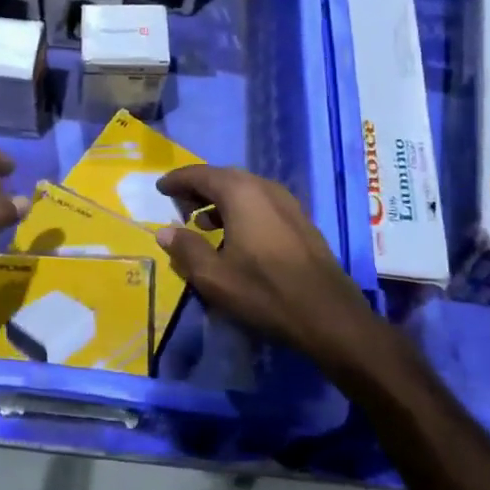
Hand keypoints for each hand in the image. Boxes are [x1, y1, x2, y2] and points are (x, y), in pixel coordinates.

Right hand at [155, 165, 373, 369]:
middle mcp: (264, 187)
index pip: (200, 174)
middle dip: (198, 189)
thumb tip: (165, 231)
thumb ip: (186, 249)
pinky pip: (261, 204)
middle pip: (224, 178)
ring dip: (220, 201)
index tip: (160, 188)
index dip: (177, 180)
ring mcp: (287, 203)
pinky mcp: (300, 221)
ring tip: (202, 223)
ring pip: (244, 191)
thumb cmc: (264, 291)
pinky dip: (240, 211)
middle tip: (178, 204)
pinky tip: (235, 237)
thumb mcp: (213, 276)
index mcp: (240, 192)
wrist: (328, 314)